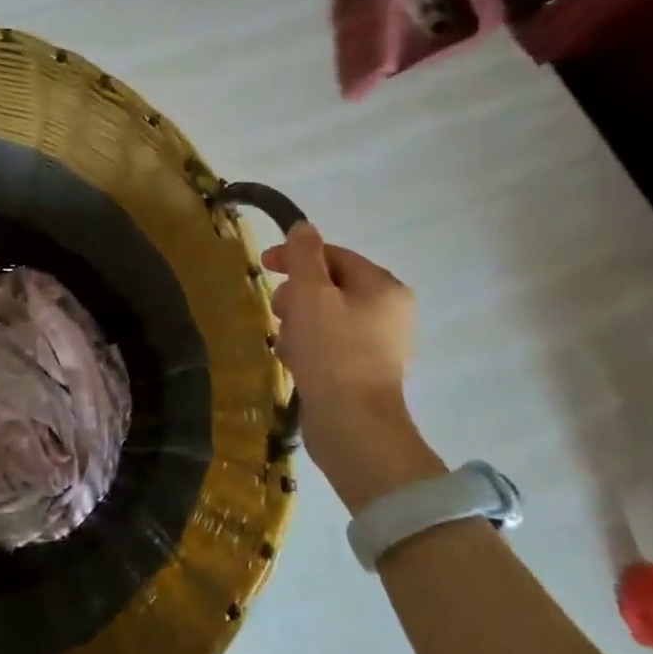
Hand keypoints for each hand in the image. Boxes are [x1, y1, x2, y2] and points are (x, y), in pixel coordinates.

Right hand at [261, 221, 436, 509]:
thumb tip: (303, 227)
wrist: (353, 426)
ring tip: (286, 343)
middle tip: (279, 313)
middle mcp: (388, 311)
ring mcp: (378, 344)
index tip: (263, 265)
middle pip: (328, 286)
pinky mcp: (363, 371)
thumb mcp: (311, 295)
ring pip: (324, 316)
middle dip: (296, 296)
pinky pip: (328, 343)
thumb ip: (303, 257)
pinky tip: (293, 361)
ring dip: (297, 323)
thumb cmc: (332, 353)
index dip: (296, 256)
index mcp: (383, 287)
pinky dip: (307, 346)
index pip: (334, 255)